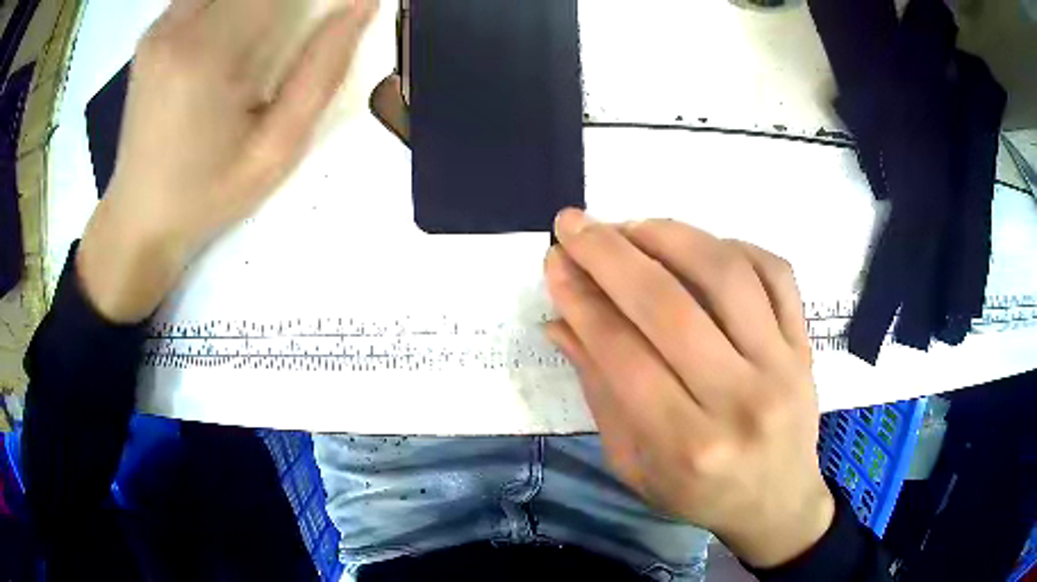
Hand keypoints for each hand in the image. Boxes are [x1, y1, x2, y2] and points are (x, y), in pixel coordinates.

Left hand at [77, 0, 377, 322]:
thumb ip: (322, 70)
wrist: (139, 218)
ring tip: (271, 32)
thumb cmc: (209, 194)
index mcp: (208, 55)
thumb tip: (363, 4)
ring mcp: (159, 27)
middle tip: (298, 27)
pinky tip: (240, 27)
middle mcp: (176, 26)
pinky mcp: (152, 32)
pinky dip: (233, 1)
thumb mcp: (278, 148)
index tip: (337, 9)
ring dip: (260, 0)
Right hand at [544, 209, 833, 568]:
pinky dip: (733, 246)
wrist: (778, 502)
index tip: (554, 261)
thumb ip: (600, 392)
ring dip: (670, 237)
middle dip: (610, 255)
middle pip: (669, 306)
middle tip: (575, 224)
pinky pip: (776, 273)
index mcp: (686, 445)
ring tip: (632, 227)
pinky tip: (699, 247)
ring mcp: (782, 366)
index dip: (581, 300)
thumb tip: (561, 322)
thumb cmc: (699, 494)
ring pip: (726, 275)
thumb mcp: (634, 464)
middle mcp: (739, 401)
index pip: (622, 354)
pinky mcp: (805, 345)